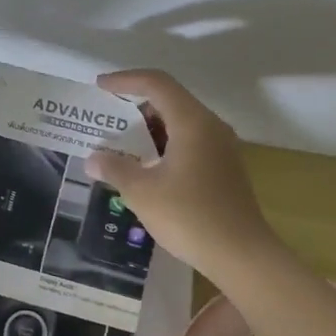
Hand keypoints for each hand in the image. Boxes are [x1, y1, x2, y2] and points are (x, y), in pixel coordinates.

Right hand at [86, 68, 277, 281]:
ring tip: (120, 144)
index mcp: (192, 122)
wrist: (242, 255)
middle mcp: (210, 127)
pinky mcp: (224, 168)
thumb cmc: (190, 217)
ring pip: (180, 123)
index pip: (156, 84)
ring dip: (149, 128)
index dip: (125, 80)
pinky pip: (189, 142)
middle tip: (106, 118)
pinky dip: (164, 145)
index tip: (100, 87)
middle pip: (170, 100)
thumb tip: (93, 158)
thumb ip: (115, 169)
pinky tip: (146, 167)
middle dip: (135, 105)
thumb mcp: (142, 192)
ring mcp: (221, 148)